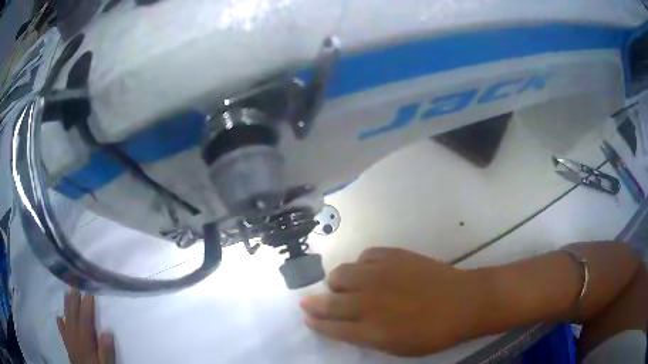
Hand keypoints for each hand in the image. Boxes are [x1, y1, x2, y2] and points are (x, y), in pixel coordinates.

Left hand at [57, 289, 114, 363]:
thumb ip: (106, 351)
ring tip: (66, 292)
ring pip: (67, 319)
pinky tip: (59, 316)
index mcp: (85, 341)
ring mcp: (70, 340)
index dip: (87, 305)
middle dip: (74, 299)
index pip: (85, 320)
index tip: (89, 290)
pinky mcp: (68, 345)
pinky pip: (62, 331)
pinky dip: (60, 322)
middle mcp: (75, 337)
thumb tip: (107, 331)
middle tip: (74, 282)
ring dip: (67, 306)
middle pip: (74, 316)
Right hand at [300, 247, 478, 356]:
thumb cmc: (432, 333)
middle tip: (317, 302)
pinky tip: (371, 272)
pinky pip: (364, 256)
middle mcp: (367, 301)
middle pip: (329, 300)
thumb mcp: (396, 348)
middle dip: (316, 303)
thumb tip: (346, 327)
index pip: (330, 327)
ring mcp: (379, 275)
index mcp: (369, 329)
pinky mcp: (392, 256)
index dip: (315, 322)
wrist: (462, 302)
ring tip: (347, 287)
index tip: (306, 317)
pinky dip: (362, 266)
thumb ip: (367, 337)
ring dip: (338, 283)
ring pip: (341, 273)